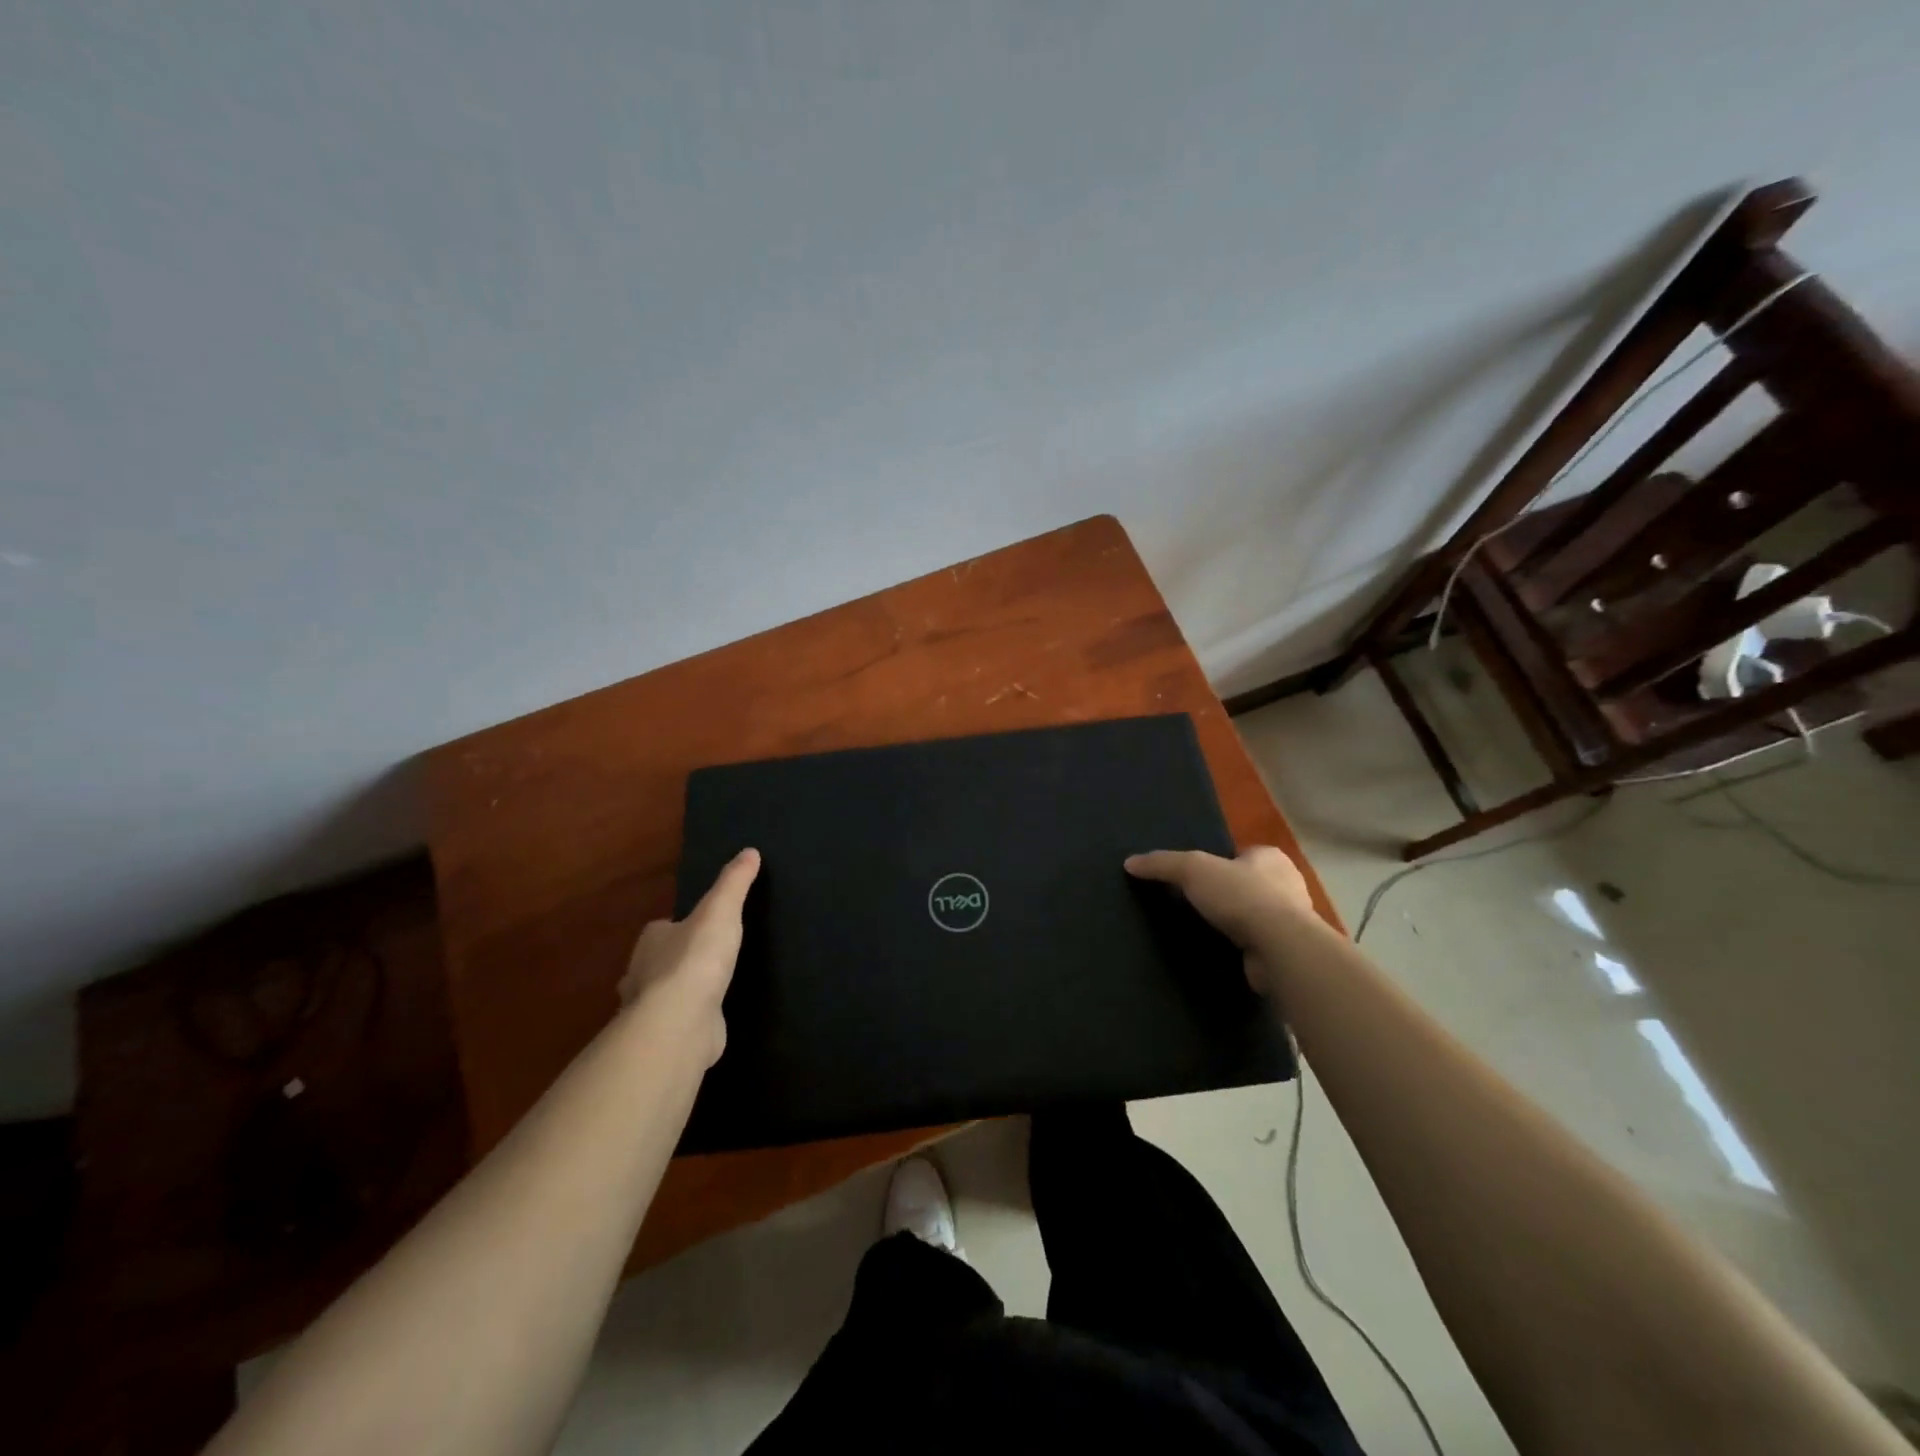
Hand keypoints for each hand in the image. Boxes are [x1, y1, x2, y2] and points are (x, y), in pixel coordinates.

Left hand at [617, 848, 759, 1063]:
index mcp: (652, 940)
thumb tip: (749, 851)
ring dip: (678, 994)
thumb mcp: (722, 910)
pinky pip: (676, 1024)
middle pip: (656, 963)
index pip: (661, 929)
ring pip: (662, 996)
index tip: (698, 928)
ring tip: (707, 991)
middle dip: (673, 962)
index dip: (677, 927)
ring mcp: (650, 1010)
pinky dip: (688, 1021)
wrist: (681, 1021)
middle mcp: (641, 974)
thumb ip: (734, 883)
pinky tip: (707, 1020)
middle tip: (704, 960)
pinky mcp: (664, 1037)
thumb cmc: (697, 958)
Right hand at [1124, 845, 1314, 993]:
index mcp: (1270, 857)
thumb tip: (1130, 862)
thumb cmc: (1241, 896)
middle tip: (1196, 906)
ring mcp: (1292, 920)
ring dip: (1235, 923)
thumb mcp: (1192, 870)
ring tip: (1204, 931)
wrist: (1280, 948)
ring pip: (1255, 915)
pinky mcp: (1287, 950)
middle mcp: (1287, 885)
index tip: (1196, 879)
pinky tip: (1222, 952)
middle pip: (1248, 885)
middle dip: (1227, 895)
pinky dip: (1242, 947)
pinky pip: (1258, 943)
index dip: (1219, 865)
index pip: (1241, 855)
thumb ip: (1162, 863)